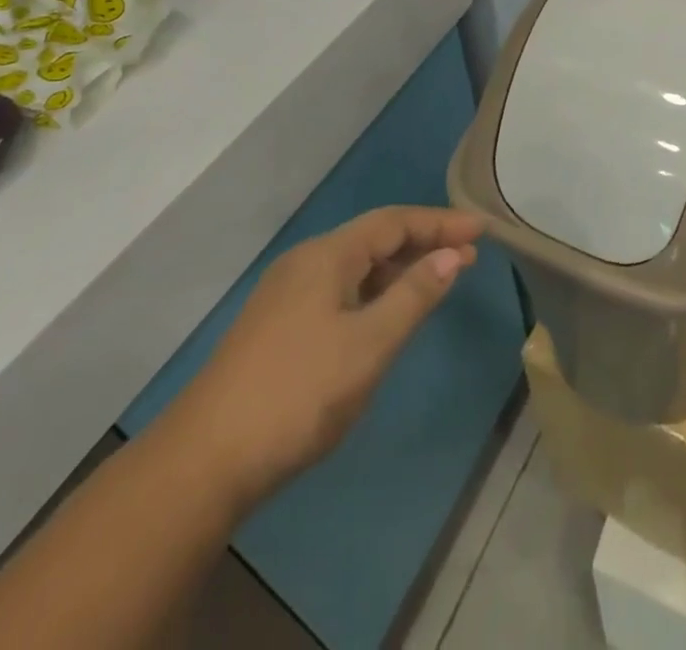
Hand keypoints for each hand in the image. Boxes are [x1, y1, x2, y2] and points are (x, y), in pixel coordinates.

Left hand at [167, 206, 484, 502]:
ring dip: (399, 269)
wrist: (204, 462)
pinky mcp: (278, 327)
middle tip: (468, 256)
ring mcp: (287, 295)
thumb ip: (413, 296)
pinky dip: (374, 292)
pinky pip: (340, 290)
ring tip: (438, 281)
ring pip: (356, 266)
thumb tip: (452, 256)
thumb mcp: (368, 344)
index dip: (439, 222)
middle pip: (374, 239)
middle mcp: (305, 263)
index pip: (393, 222)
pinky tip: (386, 315)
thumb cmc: (298, 393)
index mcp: (326, 255)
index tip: (481, 229)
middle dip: (423, 243)